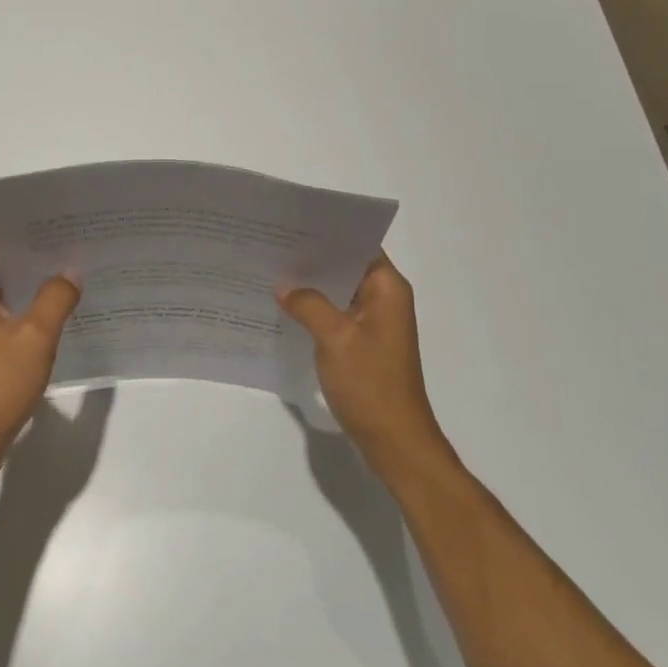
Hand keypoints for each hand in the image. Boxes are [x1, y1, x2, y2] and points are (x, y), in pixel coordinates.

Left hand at [0, 223, 80, 477]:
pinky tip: (58, 296)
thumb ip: (56, 297)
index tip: (46, 207)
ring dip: (29, 268)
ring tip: (70, 255)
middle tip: (69, 228)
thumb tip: (71, 271)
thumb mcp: (35, 338)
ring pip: (0, 278)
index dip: (10, 214)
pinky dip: (26, 294)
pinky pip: (3, 302)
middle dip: (27, 239)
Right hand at [278, 255, 448, 476]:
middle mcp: (385, 298)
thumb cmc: (370, 384)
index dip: (328, 234)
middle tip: (273, 246)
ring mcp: (375, 323)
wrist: (394, 441)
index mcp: (387, 288)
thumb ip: (309, 304)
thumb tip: (284, 286)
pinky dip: (316, 308)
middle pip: (347, 266)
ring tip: (273, 271)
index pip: (359, 244)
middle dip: (314, 259)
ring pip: (340, 291)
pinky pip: (338, 314)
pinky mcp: (364, 343)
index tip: (292, 225)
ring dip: (313, 285)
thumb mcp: (335, 338)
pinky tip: (286, 307)